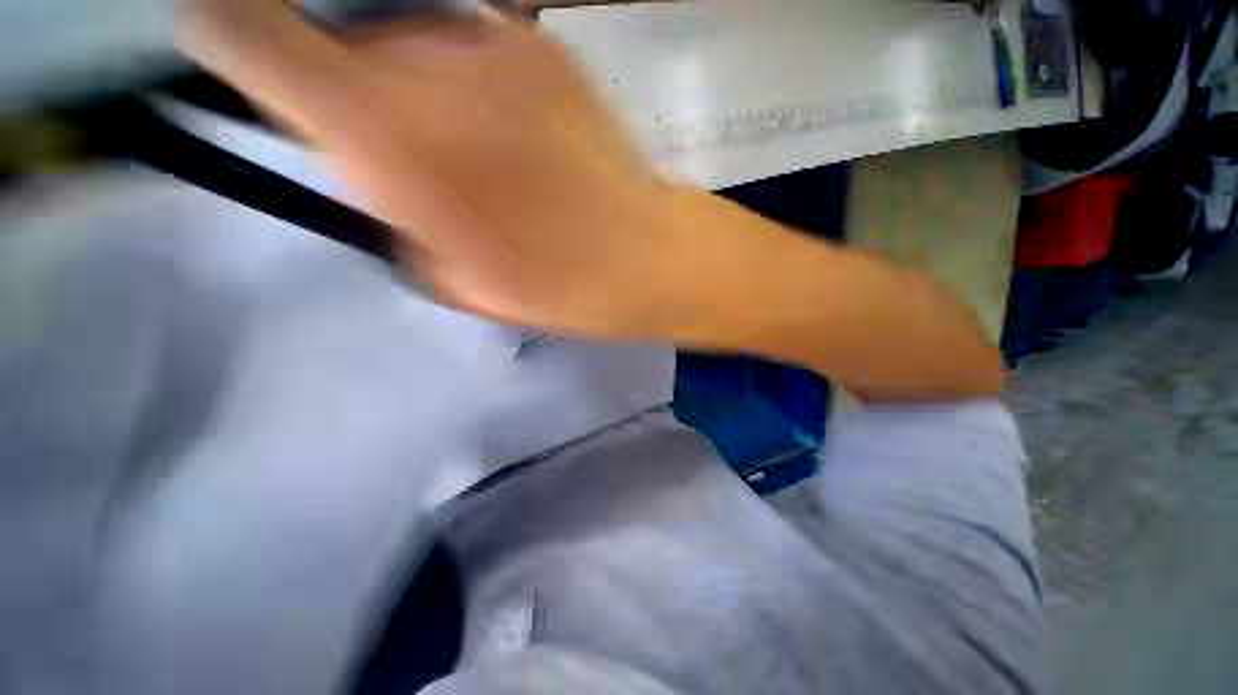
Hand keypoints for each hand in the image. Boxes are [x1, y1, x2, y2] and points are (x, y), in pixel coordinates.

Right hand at [178, 1, 694, 336]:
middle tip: (396, 141)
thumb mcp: (450, 275)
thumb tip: (368, 165)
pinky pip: (474, 51)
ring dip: (415, 86)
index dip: (227, 36)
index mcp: (382, 131)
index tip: (225, 50)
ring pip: (410, 42)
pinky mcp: (545, 49)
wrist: (640, 257)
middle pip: (341, 39)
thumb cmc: (557, 285)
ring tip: (470, 149)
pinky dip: (469, 82)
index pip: (249, 35)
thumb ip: (388, 208)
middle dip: (351, 85)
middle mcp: (424, 60)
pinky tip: (511, 133)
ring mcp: (493, 43)